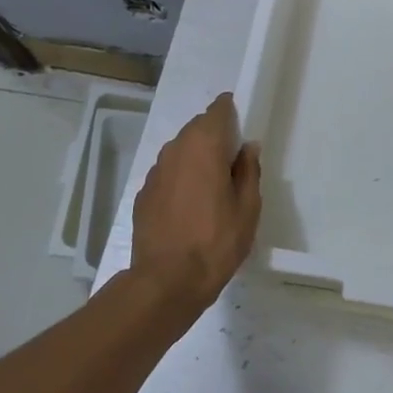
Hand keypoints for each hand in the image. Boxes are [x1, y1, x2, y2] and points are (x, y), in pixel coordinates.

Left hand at [130, 93, 261, 314]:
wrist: (165, 283)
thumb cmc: (215, 242)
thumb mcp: (247, 208)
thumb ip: (249, 171)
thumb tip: (247, 147)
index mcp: (204, 145)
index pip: (218, 109)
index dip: (231, 113)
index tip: (242, 130)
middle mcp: (176, 149)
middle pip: (198, 128)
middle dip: (215, 137)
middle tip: (231, 165)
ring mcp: (155, 171)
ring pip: (180, 151)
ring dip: (196, 159)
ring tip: (211, 189)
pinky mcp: (143, 194)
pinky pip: (167, 174)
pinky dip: (180, 180)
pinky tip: (189, 208)